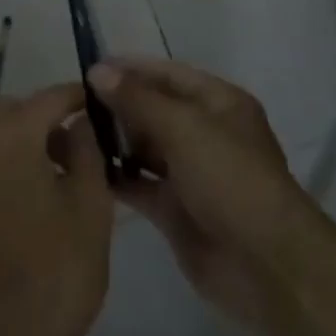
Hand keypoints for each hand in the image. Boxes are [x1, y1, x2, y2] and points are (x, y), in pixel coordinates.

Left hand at [0, 83, 112, 335]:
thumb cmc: (56, 271)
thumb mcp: (90, 205)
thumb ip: (87, 150)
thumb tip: (80, 123)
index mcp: (9, 136)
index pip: (49, 98)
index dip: (79, 98)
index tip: (102, 104)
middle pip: (13, 110)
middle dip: (45, 116)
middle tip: (78, 143)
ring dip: (23, 140)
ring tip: (59, 173)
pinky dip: (4, 164)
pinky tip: (31, 199)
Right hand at [88, 58, 306, 325]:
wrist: (265, 266)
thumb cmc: (230, 179)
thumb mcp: (184, 128)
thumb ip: (138, 99)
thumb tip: (97, 71)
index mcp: (218, 103)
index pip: (167, 74)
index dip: (130, 69)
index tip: (87, 70)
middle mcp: (204, 132)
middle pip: (153, 109)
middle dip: (116, 106)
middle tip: (71, 105)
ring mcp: (190, 172)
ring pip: (144, 147)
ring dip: (113, 141)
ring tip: (70, 135)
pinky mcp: (176, 210)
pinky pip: (140, 184)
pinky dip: (116, 177)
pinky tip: (83, 171)